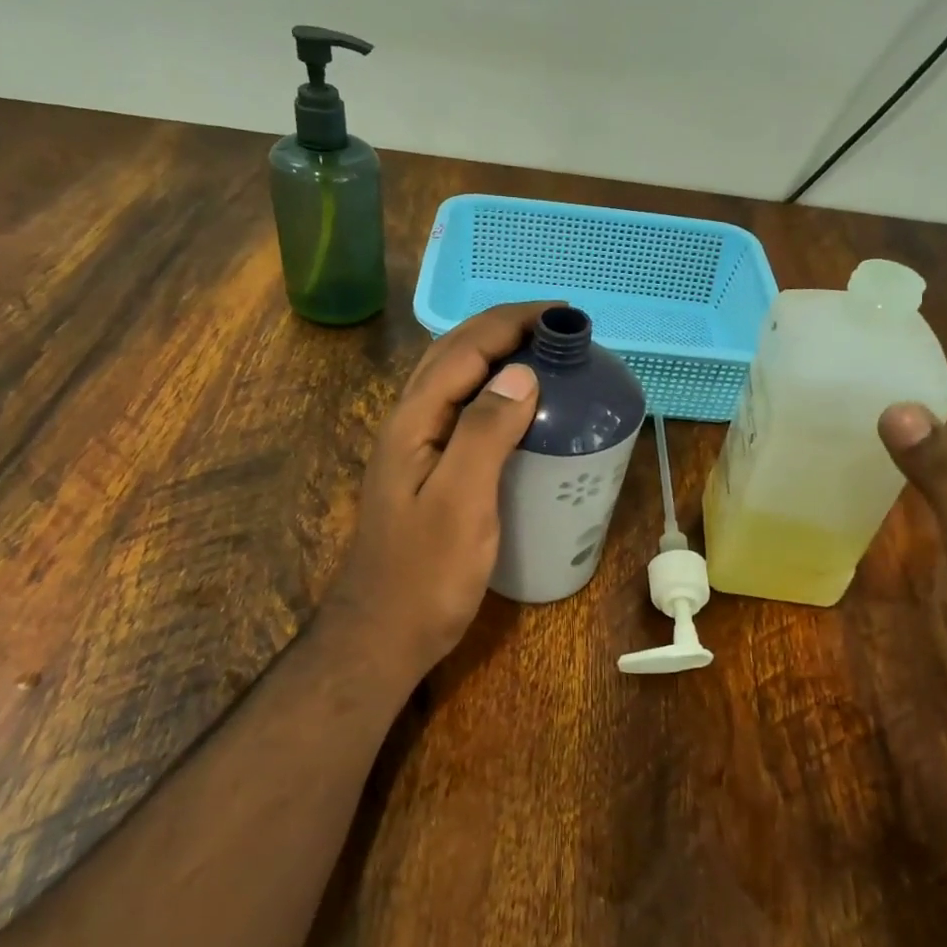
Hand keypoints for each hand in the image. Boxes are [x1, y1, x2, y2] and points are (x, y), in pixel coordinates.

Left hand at [322, 301, 554, 681]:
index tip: (561, 312)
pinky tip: (516, 409)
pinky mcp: (428, 473)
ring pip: (454, 380)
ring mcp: (415, 449)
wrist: (385, 633)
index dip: (510, 322)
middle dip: (502, 328)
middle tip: (557, 327)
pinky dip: (491, 391)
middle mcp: (409, 424)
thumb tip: (520, 373)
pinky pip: (461, 412)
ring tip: (542, 353)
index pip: (463, 349)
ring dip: (494, 354)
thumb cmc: (426, 574)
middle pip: (452, 354)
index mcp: (414, 421)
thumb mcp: (461, 503)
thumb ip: (484, 433)